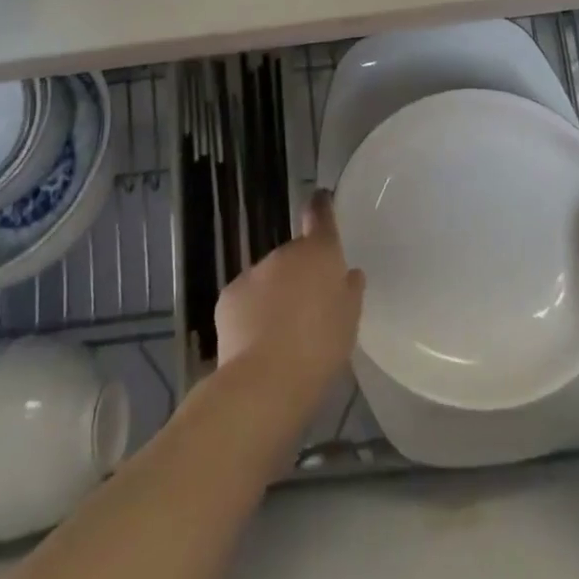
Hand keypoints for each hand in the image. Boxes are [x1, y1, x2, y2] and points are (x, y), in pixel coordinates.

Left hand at [216, 190, 364, 410]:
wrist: (265, 380)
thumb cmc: (320, 347)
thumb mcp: (349, 320)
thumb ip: (349, 291)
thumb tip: (347, 274)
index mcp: (319, 253)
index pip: (320, 216)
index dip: (321, 206)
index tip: (321, 198)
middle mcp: (284, 254)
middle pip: (295, 255)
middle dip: (301, 273)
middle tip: (311, 307)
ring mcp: (252, 273)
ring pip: (269, 278)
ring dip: (277, 293)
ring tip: (284, 332)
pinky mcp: (228, 296)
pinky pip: (247, 298)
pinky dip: (253, 311)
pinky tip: (258, 340)